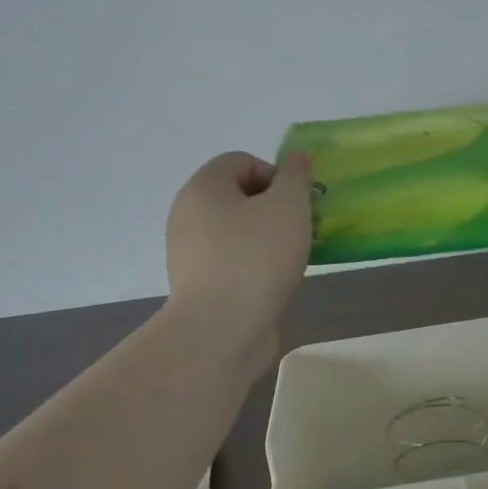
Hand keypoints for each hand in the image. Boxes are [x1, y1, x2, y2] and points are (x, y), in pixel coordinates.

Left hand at [164, 151, 313, 363]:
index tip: (297, 204)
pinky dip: (254, 266)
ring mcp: (188, 252)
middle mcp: (187, 214)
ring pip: (236, 231)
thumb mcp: (289, 206)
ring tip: (290, 261)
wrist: (221, 330)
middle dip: (274, 209)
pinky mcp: (196, 285)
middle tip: (300, 230)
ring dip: (267, 239)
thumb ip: (296, 176)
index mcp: (203, 186)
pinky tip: (273, 284)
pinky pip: (231, 261)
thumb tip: (297, 158)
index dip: (276, 176)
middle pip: (238, 196)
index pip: (242, 161)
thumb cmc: (256, 257)